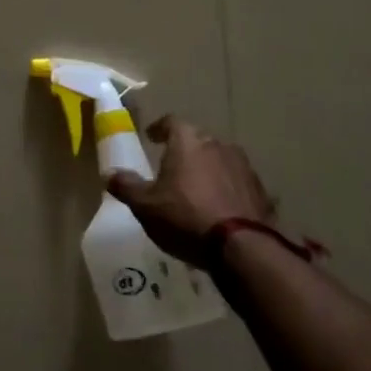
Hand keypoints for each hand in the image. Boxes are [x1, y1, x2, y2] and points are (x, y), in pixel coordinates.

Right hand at [106, 116, 274, 269]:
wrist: (242, 247)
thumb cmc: (185, 217)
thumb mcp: (145, 206)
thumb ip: (126, 186)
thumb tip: (109, 174)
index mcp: (188, 141)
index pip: (171, 122)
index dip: (159, 128)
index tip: (152, 137)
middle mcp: (217, 144)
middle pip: (197, 140)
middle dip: (184, 150)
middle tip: (172, 166)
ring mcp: (243, 166)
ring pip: (219, 160)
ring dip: (208, 169)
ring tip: (196, 189)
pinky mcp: (260, 190)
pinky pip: (236, 183)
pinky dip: (226, 189)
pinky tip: (220, 208)